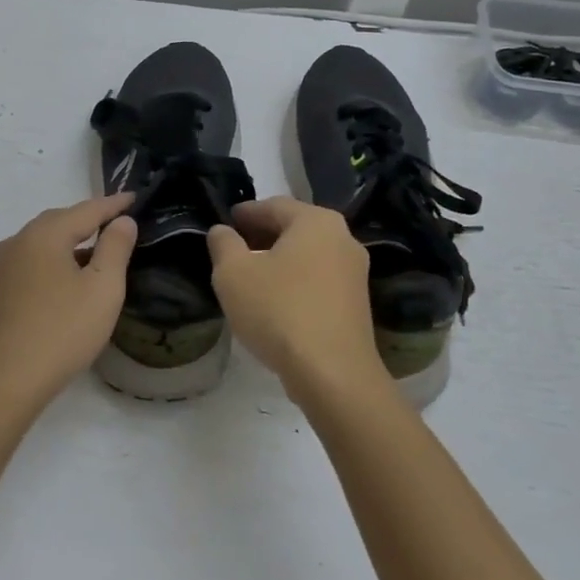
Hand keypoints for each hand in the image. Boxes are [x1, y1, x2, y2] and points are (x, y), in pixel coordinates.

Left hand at [0, 193, 138, 410]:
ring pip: (43, 243)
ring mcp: (1, 269)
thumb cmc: (60, 332)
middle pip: (59, 221)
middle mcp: (17, 242)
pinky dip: (54, 261)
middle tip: (117, 222)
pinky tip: (68, 280)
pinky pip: (32, 263)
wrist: (1, 384)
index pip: (86, 210)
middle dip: (89, 220)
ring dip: (71, 243)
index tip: (134, 197)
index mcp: (43, 235)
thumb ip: (115, 248)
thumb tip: (121, 221)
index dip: (113, 204)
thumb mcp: (102, 289)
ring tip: (98, 252)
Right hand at [208, 197, 388, 404]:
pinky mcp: (357, 303)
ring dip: (279, 260)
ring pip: (308, 255)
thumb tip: (222, 231)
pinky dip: (296, 281)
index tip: (225, 223)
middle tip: (233, 248)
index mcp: (316, 221)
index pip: (273, 205)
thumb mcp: (233, 274)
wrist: (333, 374)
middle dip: (262, 235)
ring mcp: (355, 272)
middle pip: (294, 228)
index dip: (244, 213)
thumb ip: (223, 244)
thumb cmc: (279, 312)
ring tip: (250, 277)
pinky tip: (275, 301)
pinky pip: (319, 280)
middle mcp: (343, 238)